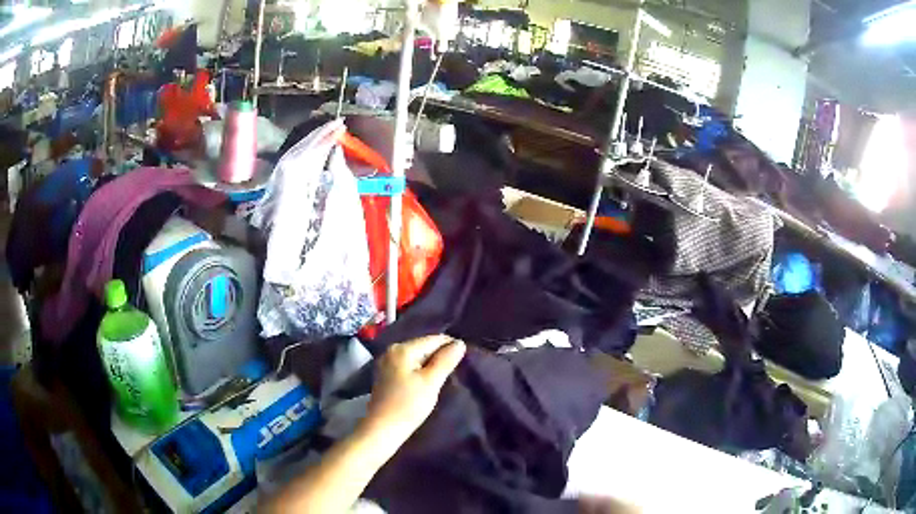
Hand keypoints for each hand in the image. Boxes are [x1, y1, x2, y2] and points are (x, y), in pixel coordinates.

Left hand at [365, 335, 465, 442]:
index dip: (451, 345)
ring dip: (430, 363)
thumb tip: (460, 343)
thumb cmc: (409, 405)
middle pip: (423, 346)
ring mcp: (386, 362)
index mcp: (403, 349)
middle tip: (457, 368)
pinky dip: (419, 369)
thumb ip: (446, 361)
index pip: (433, 339)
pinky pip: (408, 364)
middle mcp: (392, 350)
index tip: (466, 356)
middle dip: (440, 354)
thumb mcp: (431, 382)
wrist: (382, 428)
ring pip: (416, 356)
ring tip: (444, 374)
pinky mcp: (385, 374)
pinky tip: (427, 380)